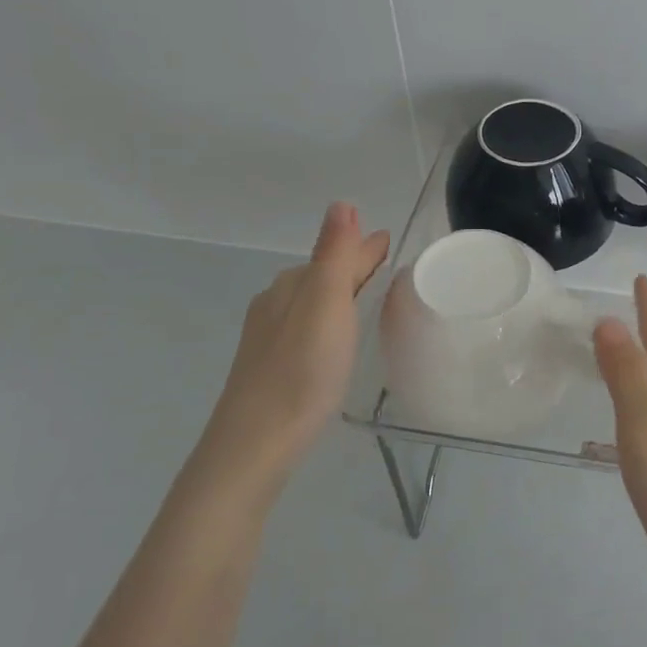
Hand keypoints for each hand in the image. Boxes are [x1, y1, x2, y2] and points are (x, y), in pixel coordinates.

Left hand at [197, 203, 389, 492]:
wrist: (256, 443)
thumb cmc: (301, 370)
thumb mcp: (326, 305)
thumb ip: (335, 255)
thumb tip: (342, 203)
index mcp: (291, 286)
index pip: (336, 255)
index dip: (364, 248)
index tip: (391, 243)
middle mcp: (276, 305)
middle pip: (321, 276)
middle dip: (352, 267)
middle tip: (387, 269)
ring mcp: (269, 339)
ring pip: (312, 304)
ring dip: (339, 295)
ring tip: (368, 301)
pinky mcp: (271, 369)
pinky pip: (307, 329)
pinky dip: (328, 322)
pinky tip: (335, 342)